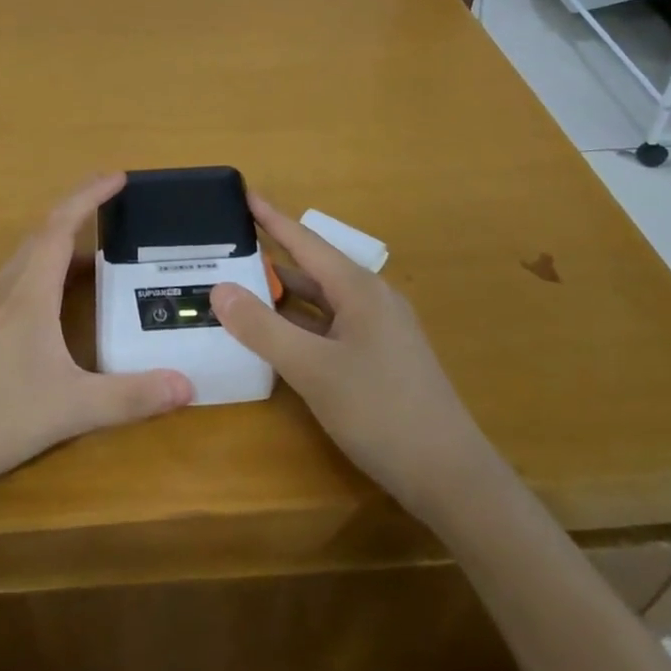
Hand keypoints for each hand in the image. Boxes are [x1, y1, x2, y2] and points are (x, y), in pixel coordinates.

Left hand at [0, 173, 192, 507]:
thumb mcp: (70, 409)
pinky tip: (53, 306)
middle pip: (42, 235)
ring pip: (25, 260)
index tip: (118, 176)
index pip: (61, 225)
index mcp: (28, 291)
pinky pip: (14, 283)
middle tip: (113, 208)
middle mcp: (4, 289)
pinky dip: (42, 274)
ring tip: (94, 257)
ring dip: (59, 246)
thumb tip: (188, 385)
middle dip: (78, 213)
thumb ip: (130, 397)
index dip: (89, 195)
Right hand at [210, 194, 481, 519]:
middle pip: (312, 270)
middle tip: (226, 248)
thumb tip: (219, 288)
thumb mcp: (312, 369)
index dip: (271, 217)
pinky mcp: (380, 359)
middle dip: (270, 258)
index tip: (243, 192)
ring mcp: (379, 331)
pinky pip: (330, 326)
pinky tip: (276, 336)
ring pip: (321, 301)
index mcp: (359, 289)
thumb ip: (263, 328)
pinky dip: (299, 324)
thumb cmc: (381, 412)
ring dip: (283, 295)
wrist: (451, 477)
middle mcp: (371, 300)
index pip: (305, 241)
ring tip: (239, 287)